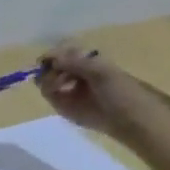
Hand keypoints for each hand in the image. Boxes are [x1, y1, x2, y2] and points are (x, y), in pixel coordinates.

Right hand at [37, 45, 155, 137]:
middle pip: (52, 64)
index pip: (64, 52)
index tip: (46, 60)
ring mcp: (67, 88)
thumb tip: (51, 58)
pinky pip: (47, 94)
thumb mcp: (100, 71)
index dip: (54, 54)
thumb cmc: (119, 90)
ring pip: (46, 79)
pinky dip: (48, 90)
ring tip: (59, 84)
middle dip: (50, 67)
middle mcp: (75, 72)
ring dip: (48, 79)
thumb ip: (76, 63)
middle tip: (55, 72)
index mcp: (88, 60)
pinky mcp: (61, 104)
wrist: (124, 117)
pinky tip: (56, 91)